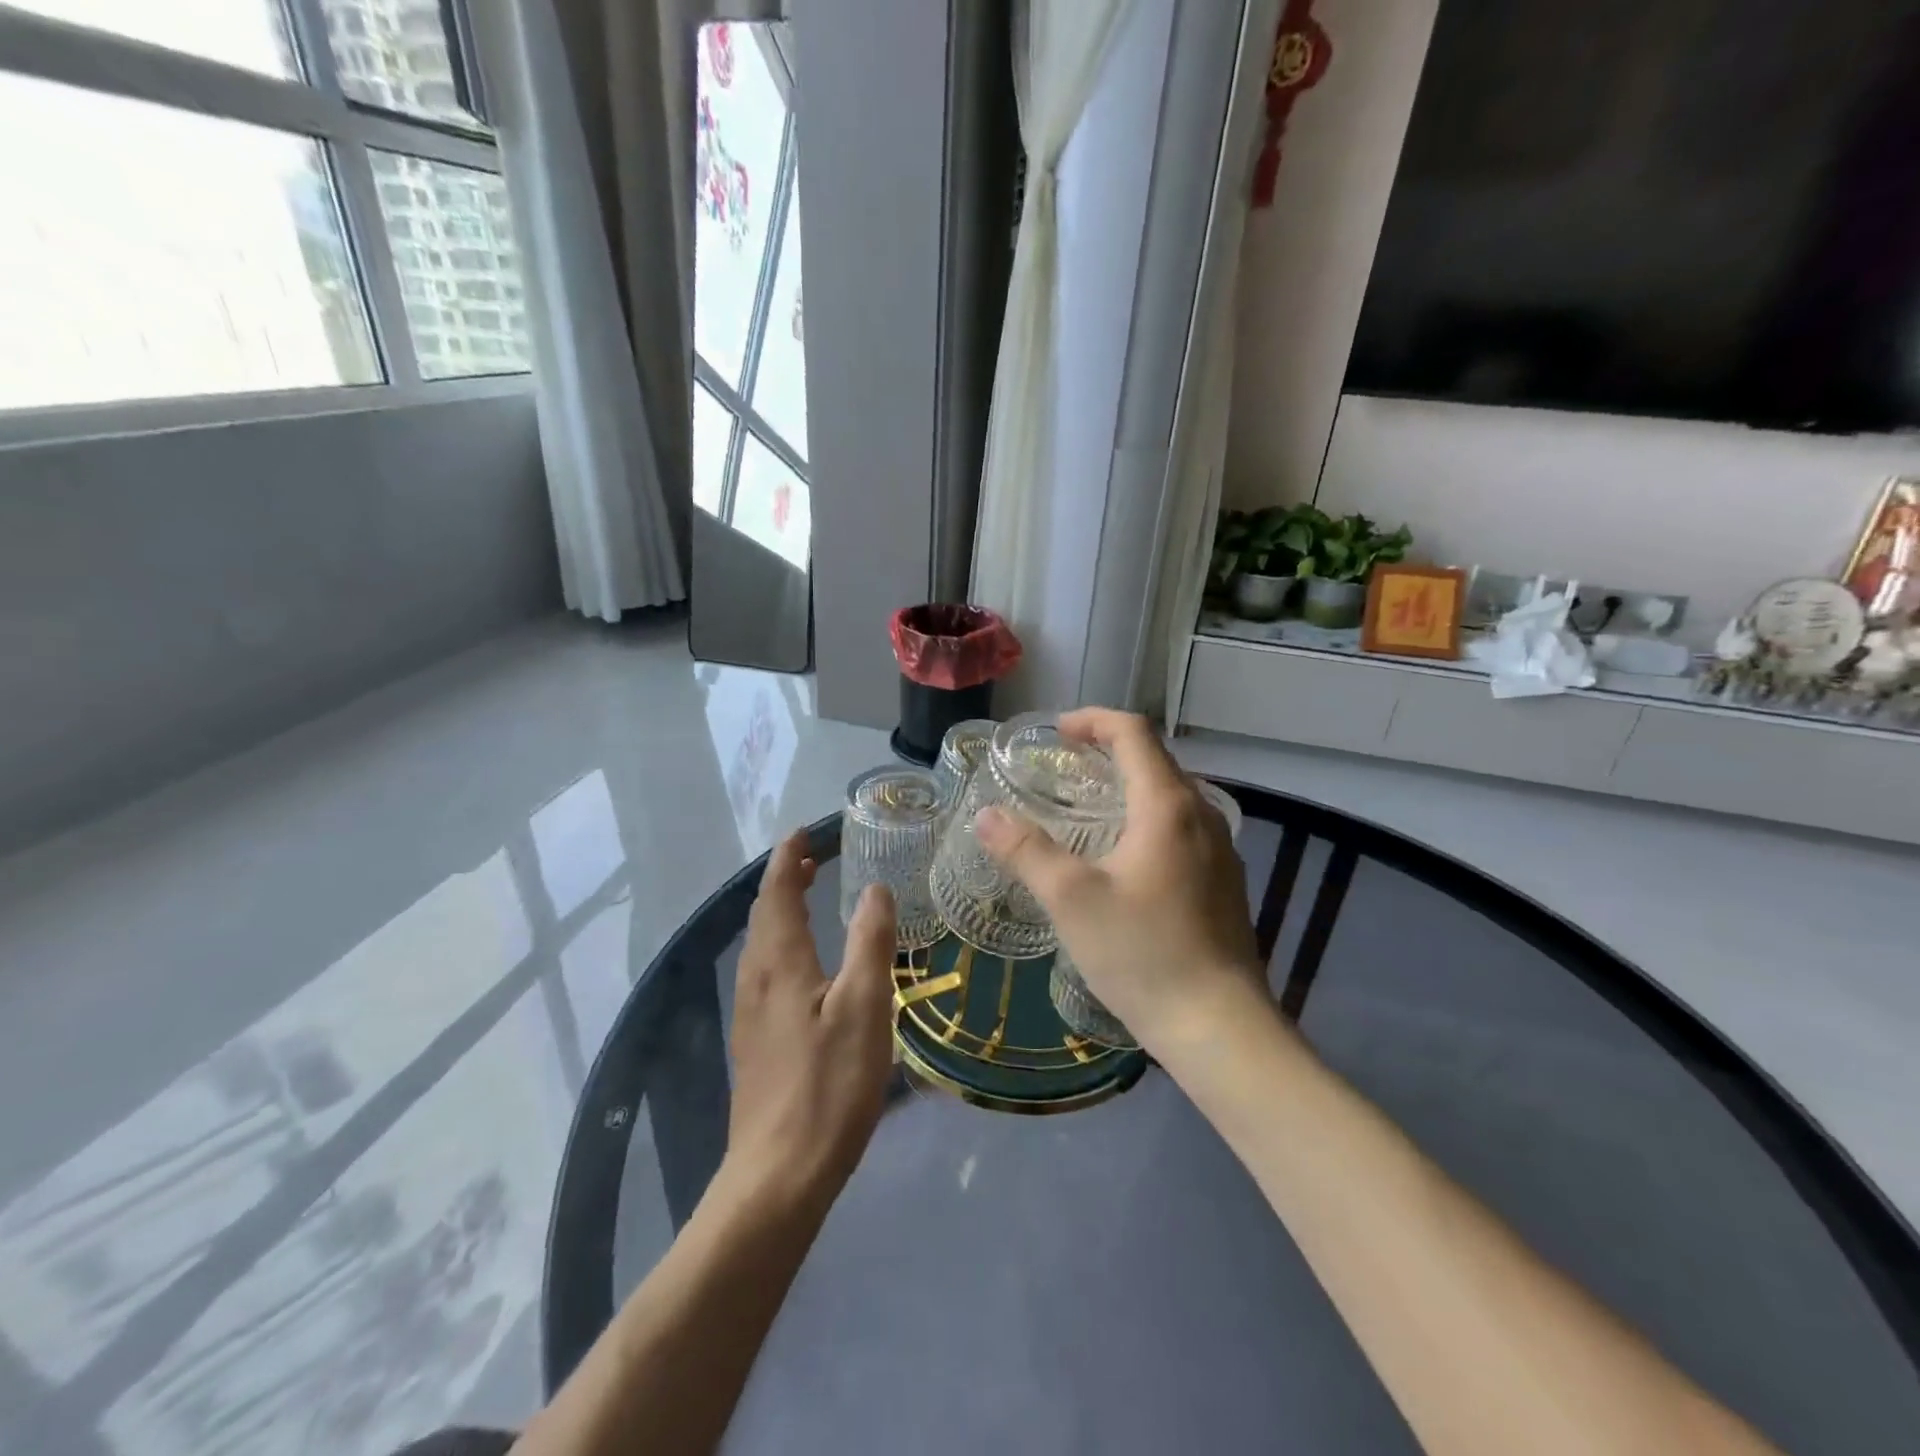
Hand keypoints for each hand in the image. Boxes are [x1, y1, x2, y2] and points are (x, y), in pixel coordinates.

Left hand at [721, 831, 897, 1212]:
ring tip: (808, 899)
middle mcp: (756, 979)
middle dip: (784, 881)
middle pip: (764, 915)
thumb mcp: (864, 1008)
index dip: (788, 859)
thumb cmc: (828, 1085)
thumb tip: (874, 888)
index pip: (777, 893)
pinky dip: (783, 944)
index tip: (802, 832)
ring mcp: (750, 1014)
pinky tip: (804, 964)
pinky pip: (765, 971)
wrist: (778, 1175)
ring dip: (782, 912)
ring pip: (762, 945)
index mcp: (779, 963)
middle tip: (811, 859)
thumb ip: (870, 943)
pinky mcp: (755, 1042)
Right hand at [975, 708, 1266, 1053]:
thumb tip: (986, 815)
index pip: (1134, 733)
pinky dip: (1147, 819)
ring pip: (1171, 796)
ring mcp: (1220, 850)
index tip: (1057, 732)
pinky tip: (1123, 858)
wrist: (1220, 1027)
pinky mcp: (1224, 882)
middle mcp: (1202, 816)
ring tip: (1087, 810)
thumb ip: (1026, 851)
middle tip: (1064, 768)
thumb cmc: (1144, 954)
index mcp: (1168, 806)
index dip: (1093, 720)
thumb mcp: (1072, 900)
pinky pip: (1182, 828)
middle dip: (1108, 751)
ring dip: (1129, 787)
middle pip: (1155, 760)